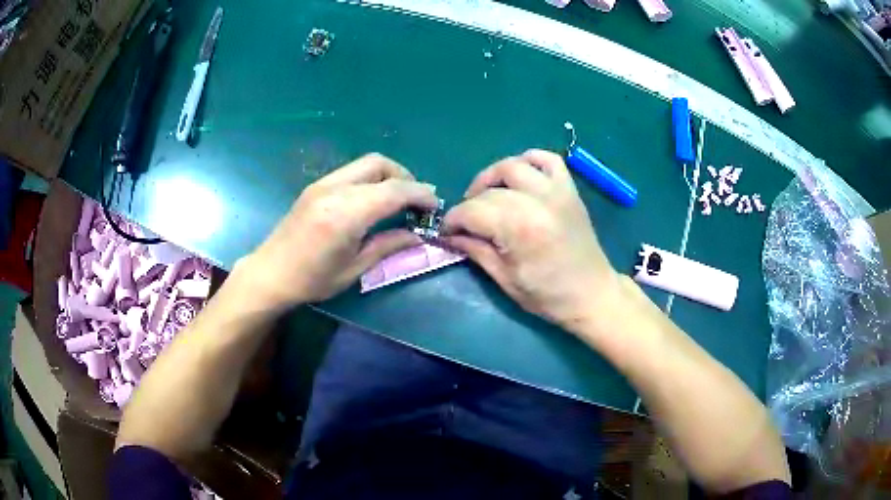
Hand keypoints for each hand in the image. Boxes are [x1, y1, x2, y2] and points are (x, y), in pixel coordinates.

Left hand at [238, 153, 437, 308]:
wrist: (270, 273)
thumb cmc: (312, 280)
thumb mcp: (355, 268)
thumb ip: (388, 245)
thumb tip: (418, 235)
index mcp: (346, 213)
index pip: (394, 190)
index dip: (420, 194)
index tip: (435, 206)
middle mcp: (334, 189)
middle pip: (380, 164)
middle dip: (405, 176)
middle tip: (416, 200)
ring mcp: (322, 184)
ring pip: (365, 164)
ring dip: (388, 175)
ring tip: (398, 200)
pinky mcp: (315, 186)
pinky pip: (351, 172)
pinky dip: (370, 179)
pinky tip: (372, 201)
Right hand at [442, 150, 621, 328]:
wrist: (592, 294)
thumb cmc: (548, 296)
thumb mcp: (505, 279)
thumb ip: (475, 251)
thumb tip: (449, 236)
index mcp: (520, 228)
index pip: (472, 211)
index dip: (453, 221)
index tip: (446, 232)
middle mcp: (537, 201)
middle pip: (489, 191)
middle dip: (470, 205)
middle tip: (466, 223)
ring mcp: (556, 191)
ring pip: (513, 166)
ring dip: (493, 177)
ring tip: (487, 195)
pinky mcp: (569, 189)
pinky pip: (547, 159)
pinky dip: (529, 161)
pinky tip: (519, 176)